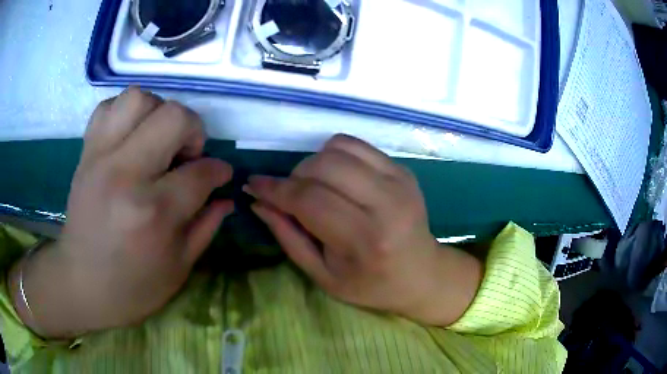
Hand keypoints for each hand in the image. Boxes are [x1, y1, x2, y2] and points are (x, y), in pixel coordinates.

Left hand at [9, 88, 232, 337]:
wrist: (80, 284)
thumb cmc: (132, 287)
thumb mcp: (178, 268)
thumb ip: (206, 226)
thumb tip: (226, 196)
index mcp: (153, 213)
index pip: (200, 171)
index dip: (219, 170)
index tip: (221, 174)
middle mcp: (125, 174)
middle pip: (173, 117)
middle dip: (193, 130)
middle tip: (187, 155)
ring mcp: (99, 158)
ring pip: (138, 98)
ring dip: (157, 113)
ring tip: (157, 140)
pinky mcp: (85, 153)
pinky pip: (108, 107)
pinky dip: (126, 113)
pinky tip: (130, 137)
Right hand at [246, 135, 481, 325]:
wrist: (421, 274)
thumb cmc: (370, 285)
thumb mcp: (323, 276)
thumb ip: (288, 237)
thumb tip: (258, 202)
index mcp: (365, 239)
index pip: (309, 200)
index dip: (274, 189)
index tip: (253, 185)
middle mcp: (386, 203)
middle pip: (323, 166)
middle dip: (294, 177)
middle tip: (289, 195)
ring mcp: (399, 181)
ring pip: (338, 148)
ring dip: (313, 163)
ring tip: (314, 187)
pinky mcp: (403, 170)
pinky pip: (356, 144)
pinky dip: (335, 154)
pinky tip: (336, 177)